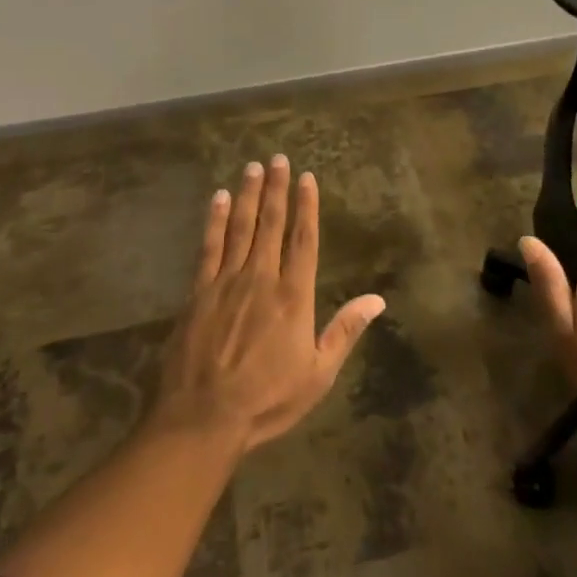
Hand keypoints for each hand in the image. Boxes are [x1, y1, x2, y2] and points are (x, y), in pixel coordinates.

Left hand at [153, 155, 385, 451]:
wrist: (204, 418)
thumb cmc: (267, 399)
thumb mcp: (317, 374)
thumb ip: (345, 331)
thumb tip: (378, 299)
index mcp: (294, 296)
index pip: (304, 240)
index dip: (307, 207)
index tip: (307, 178)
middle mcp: (261, 278)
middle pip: (271, 225)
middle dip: (277, 189)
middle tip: (278, 158)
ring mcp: (227, 282)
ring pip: (241, 228)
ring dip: (249, 195)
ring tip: (253, 166)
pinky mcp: (198, 291)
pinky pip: (209, 246)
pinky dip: (215, 220)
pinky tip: (220, 199)